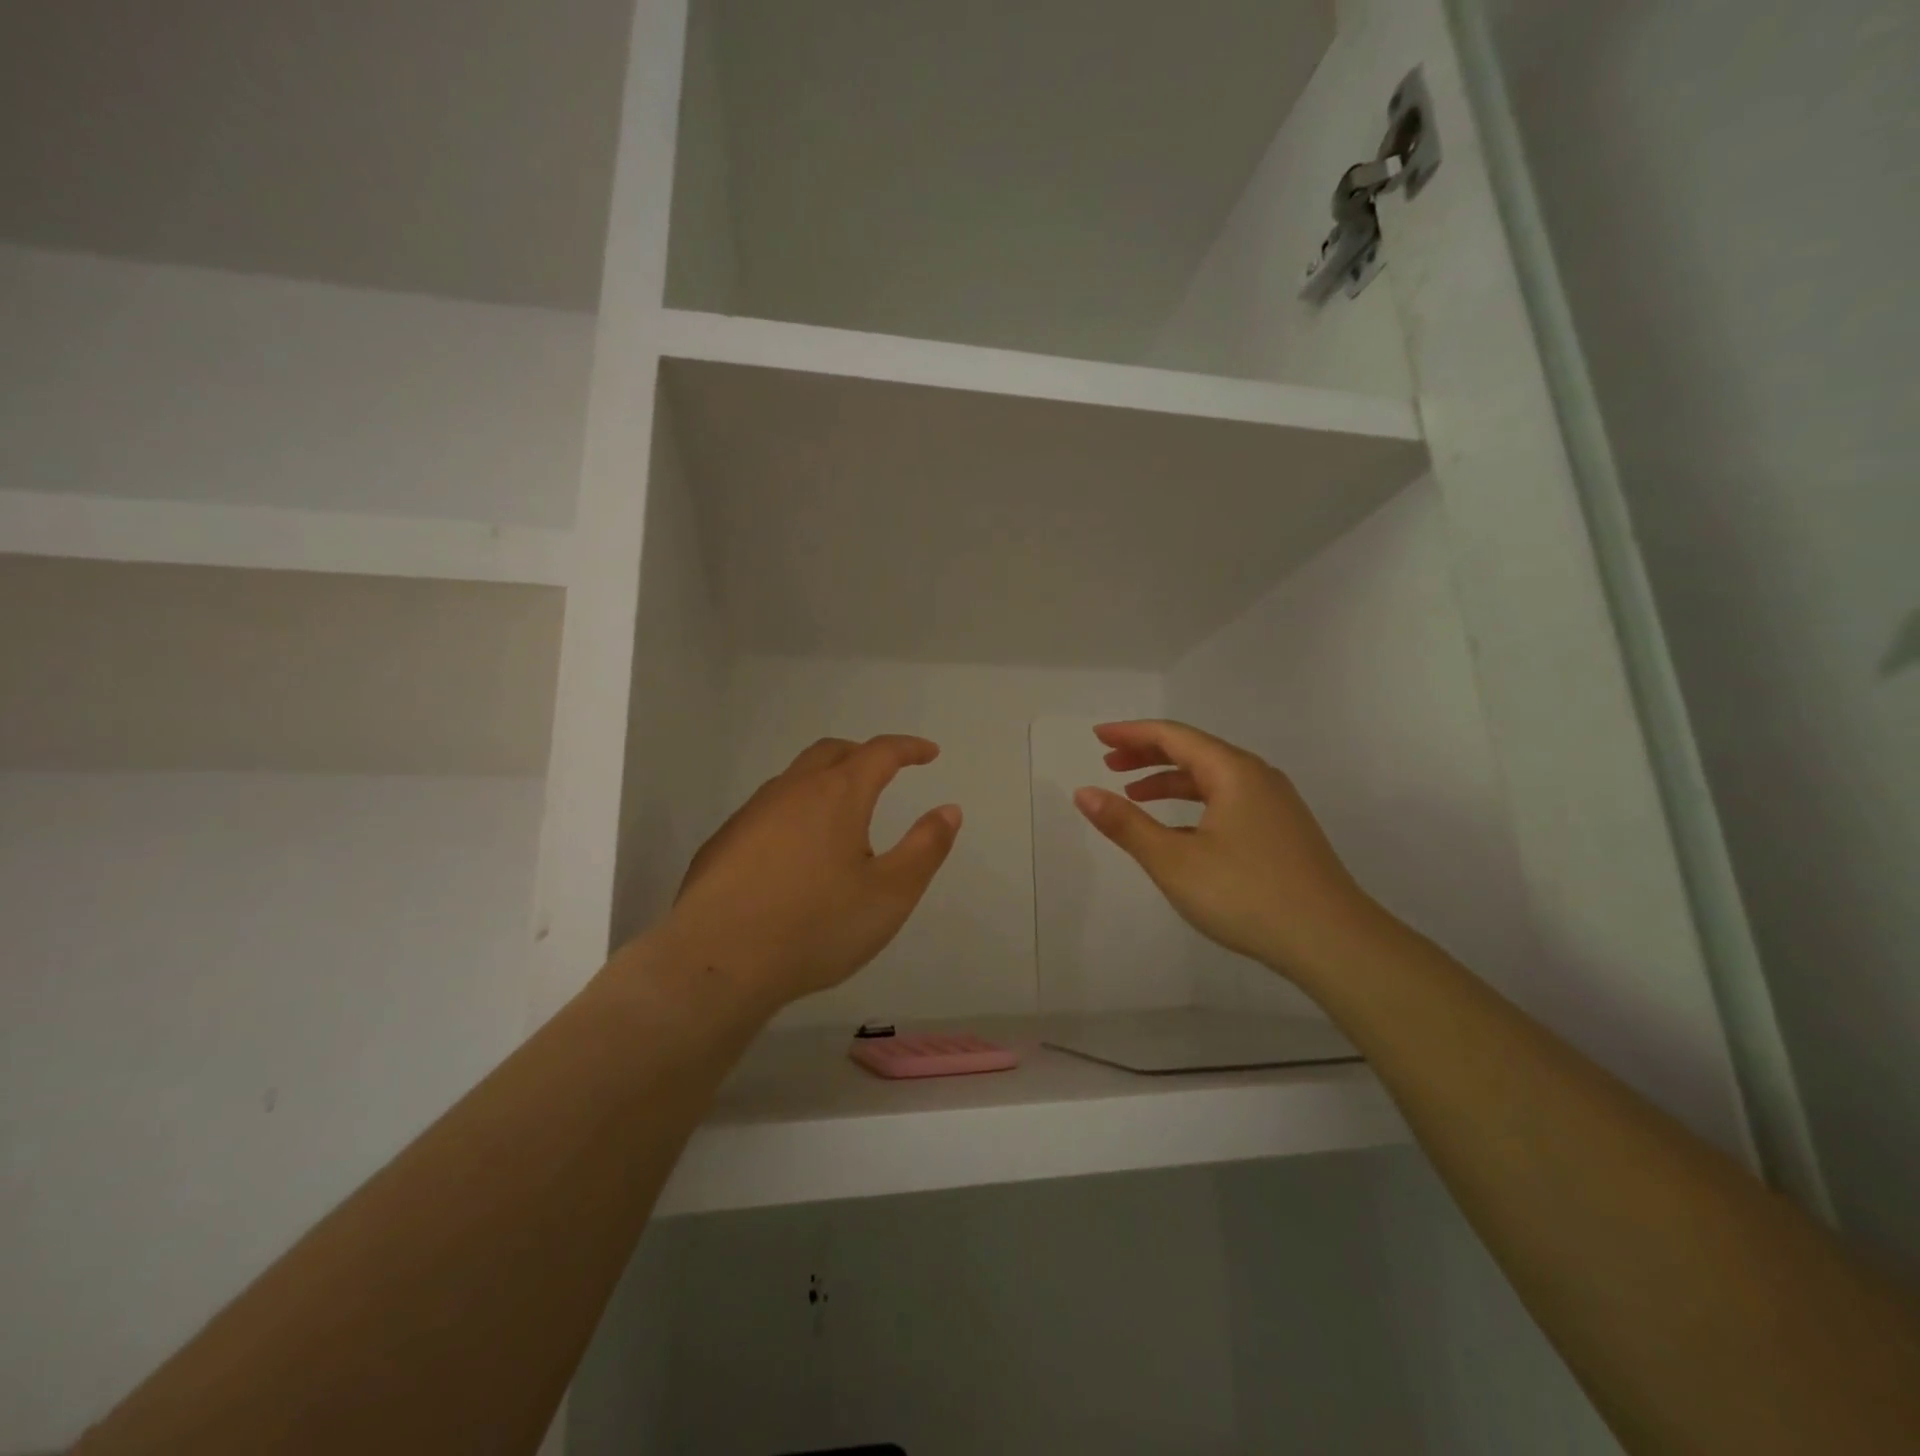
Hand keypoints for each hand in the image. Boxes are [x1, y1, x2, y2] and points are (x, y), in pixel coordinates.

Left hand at [666, 735, 961, 1011]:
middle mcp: (792, 791)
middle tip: (885, 772)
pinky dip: (794, 811)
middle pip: (832, 752)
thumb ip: (925, 847)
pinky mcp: (723, 842)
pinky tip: (794, 852)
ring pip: (795, 779)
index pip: (880, 752)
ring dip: (825, 781)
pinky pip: (767, 809)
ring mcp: (751, 813)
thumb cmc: (816, 926)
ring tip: (842, 814)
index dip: (909, 748)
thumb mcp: (890, 894)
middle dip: (864, 754)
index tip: (929, 753)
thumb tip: (949, 809)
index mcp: (837, 795)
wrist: (718, 961)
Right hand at [1073, 720, 1384, 980]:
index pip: (1173, 736)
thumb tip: (1084, 792)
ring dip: (1170, 781)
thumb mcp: (1173, 861)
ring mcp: (1275, 804)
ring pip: (1213, 778)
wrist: (1332, 941)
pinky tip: (1179, 830)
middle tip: (1110, 764)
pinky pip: (1228, 800)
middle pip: (1194, 751)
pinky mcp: (1283, 831)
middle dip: (1148, 754)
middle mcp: (1257, 777)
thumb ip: (1126, 824)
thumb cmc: (1246, 894)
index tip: (1097, 736)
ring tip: (1134, 795)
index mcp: (1233, 772)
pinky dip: (1194, 803)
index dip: (1131, 733)